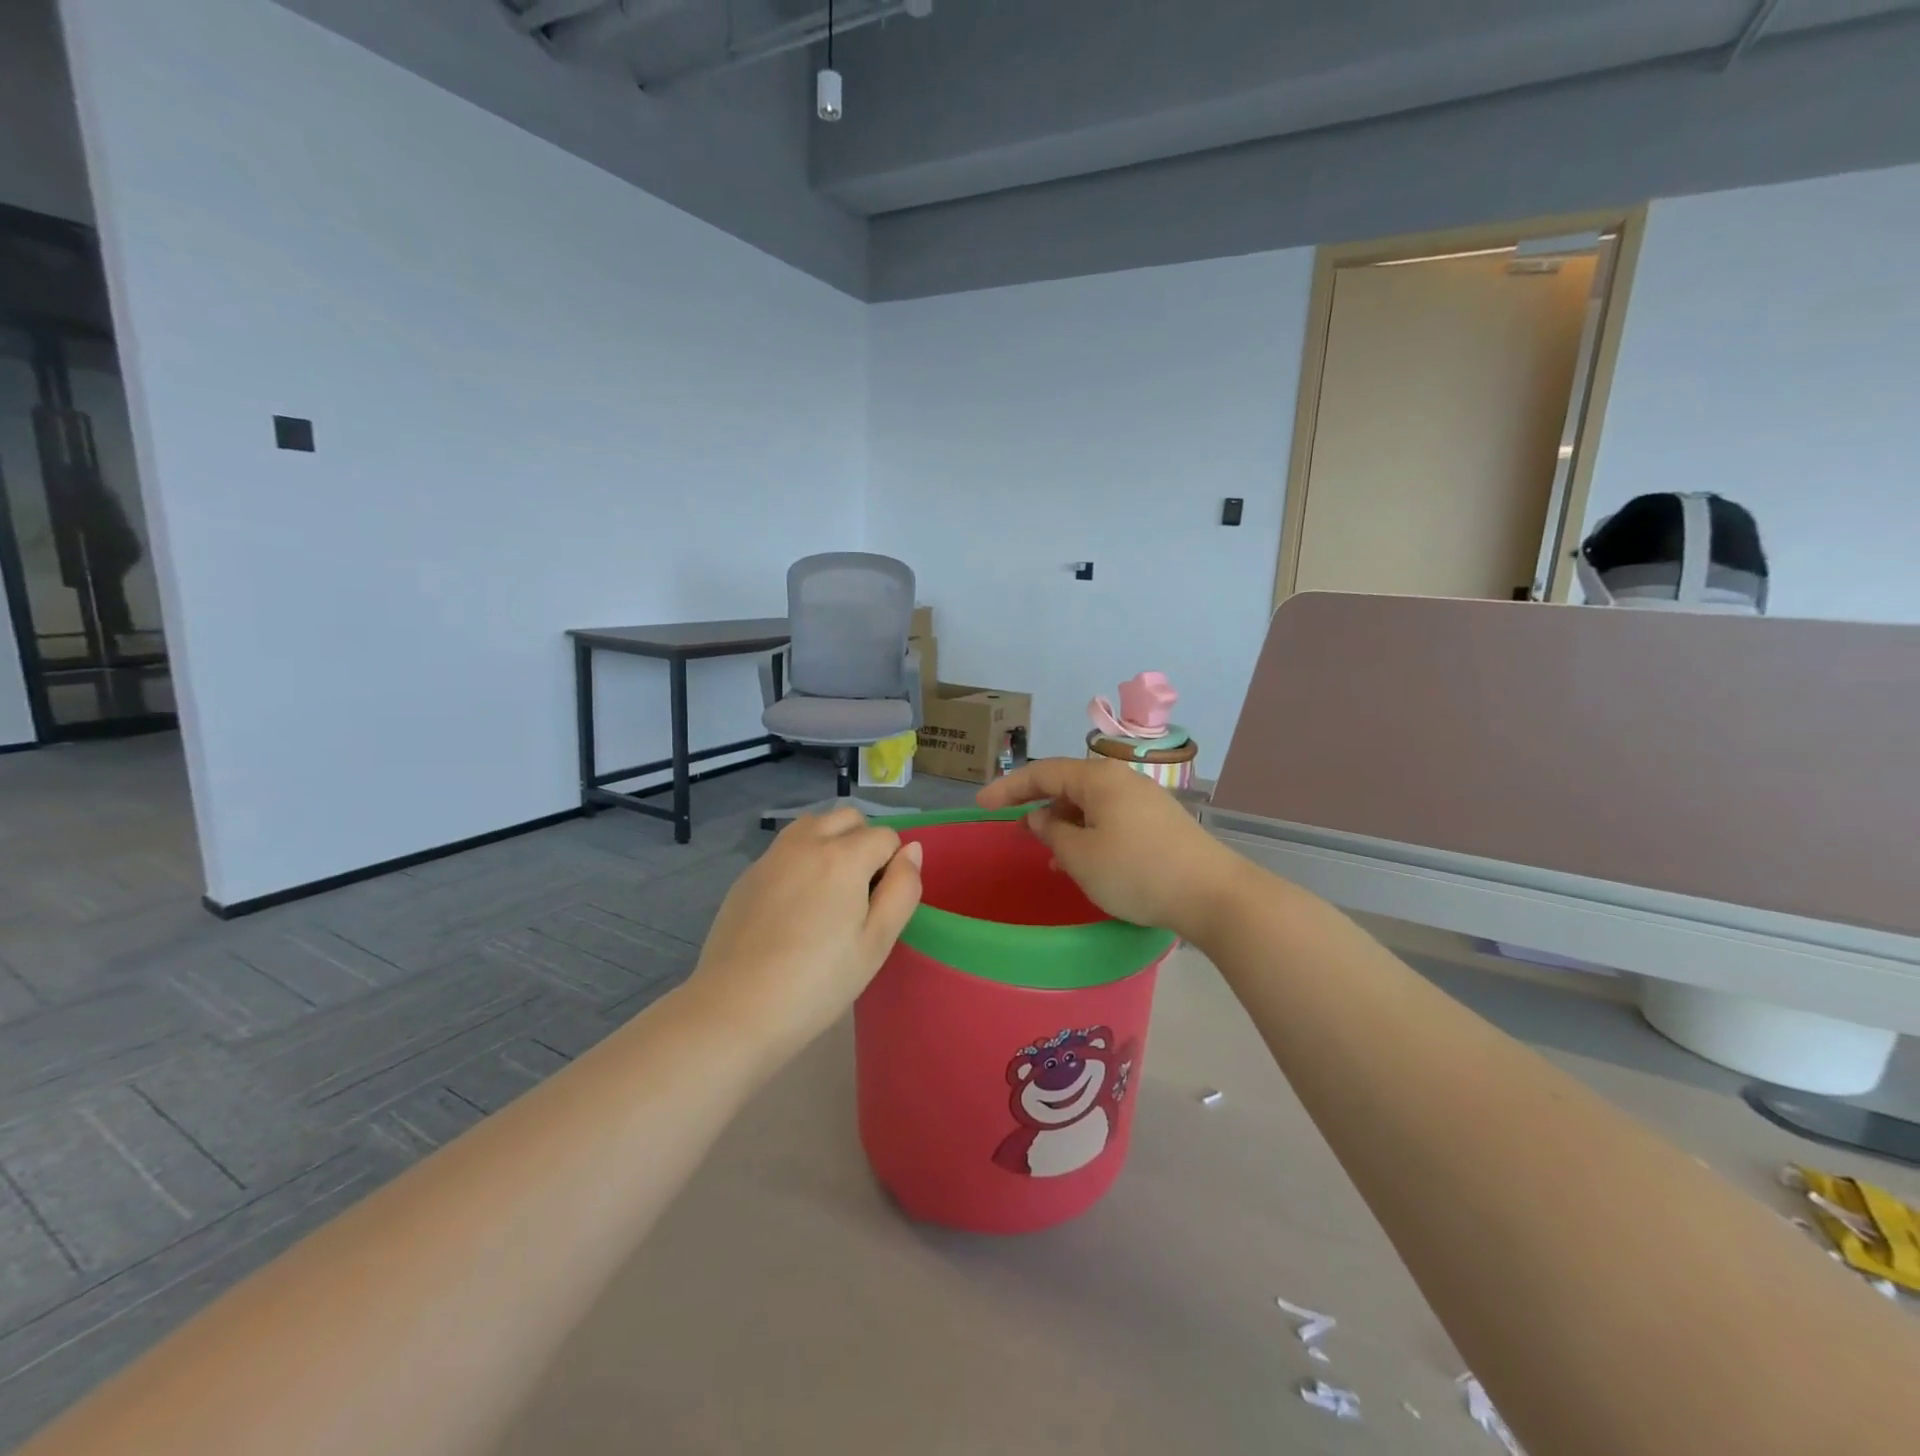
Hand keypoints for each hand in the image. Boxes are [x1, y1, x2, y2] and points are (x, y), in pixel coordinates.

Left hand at [684, 807, 922, 1062]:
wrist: (735, 1009)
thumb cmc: (818, 982)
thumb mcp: (876, 942)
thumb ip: (902, 889)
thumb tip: (912, 850)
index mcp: (843, 857)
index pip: (885, 836)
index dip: (892, 866)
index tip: (880, 904)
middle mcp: (806, 843)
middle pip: (848, 817)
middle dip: (863, 841)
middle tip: (860, 892)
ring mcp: (771, 856)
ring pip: (813, 825)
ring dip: (830, 842)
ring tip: (828, 891)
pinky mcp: (747, 875)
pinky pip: (785, 849)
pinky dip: (801, 860)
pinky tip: (793, 908)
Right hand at [977, 757, 1244, 939]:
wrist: (1213, 894)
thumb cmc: (1136, 872)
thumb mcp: (1081, 857)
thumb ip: (1052, 833)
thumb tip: (1041, 817)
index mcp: (1098, 779)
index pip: (1042, 772)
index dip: (1008, 788)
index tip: (981, 806)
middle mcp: (1121, 780)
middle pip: (1068, 784)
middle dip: (1037, 805)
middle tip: (1013, 829)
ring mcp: (1144, 800)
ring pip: (1090, 805)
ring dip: (1064, 824)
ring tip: (1046, 853)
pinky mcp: (1158, 822)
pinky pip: (1110, 819)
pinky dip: (1088, 833)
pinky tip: (1083, 861)